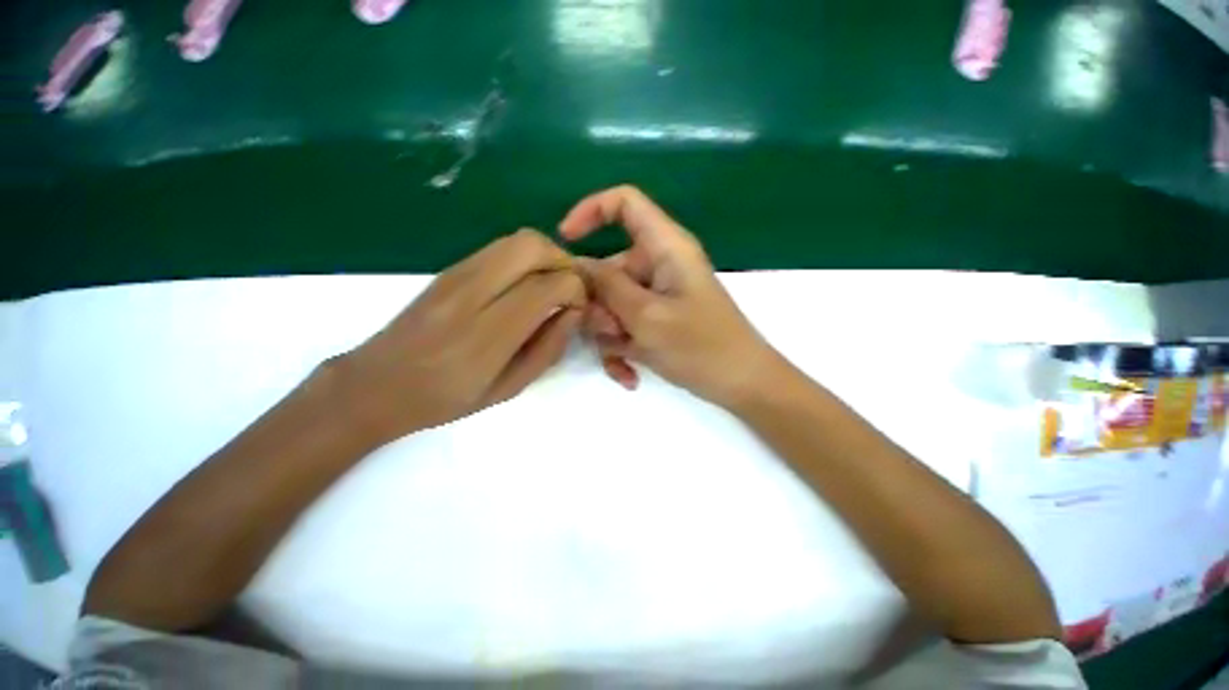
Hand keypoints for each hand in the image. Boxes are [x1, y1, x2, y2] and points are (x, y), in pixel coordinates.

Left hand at [336, 229, 585, 444]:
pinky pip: (499, 247)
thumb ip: (548, 348)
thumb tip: (574, 311)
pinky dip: (525, 258)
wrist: (376, 384)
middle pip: (532, 247)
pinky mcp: (449, 268)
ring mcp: (455, 275)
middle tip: (569, 289)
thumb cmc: (446, 398)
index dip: (576, 291)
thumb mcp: (509, 388)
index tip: (577, 309)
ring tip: (551, 286)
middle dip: (564, 262)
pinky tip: (524, 284)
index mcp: (487, 335)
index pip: (548, 286)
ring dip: (546, 256)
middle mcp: (471, 294)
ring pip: (517, 239)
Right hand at [559, 186, 778, 407]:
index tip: (565, 241)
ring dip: (609, 333)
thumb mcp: (647, 316)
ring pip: (612, 303)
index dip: (590, 211)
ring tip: (626, 360)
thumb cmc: (701, 347)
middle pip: (608, 268)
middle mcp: (659, 265)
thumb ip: (608, 286)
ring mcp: (657, 295)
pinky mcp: (656, 319)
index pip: (625, 203)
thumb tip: (576, 265)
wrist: (741, 385)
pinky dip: (621, 348)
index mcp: (666, 247)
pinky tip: (629, 374)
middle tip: (609, 332)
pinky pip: (624, 326)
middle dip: (599, 304)